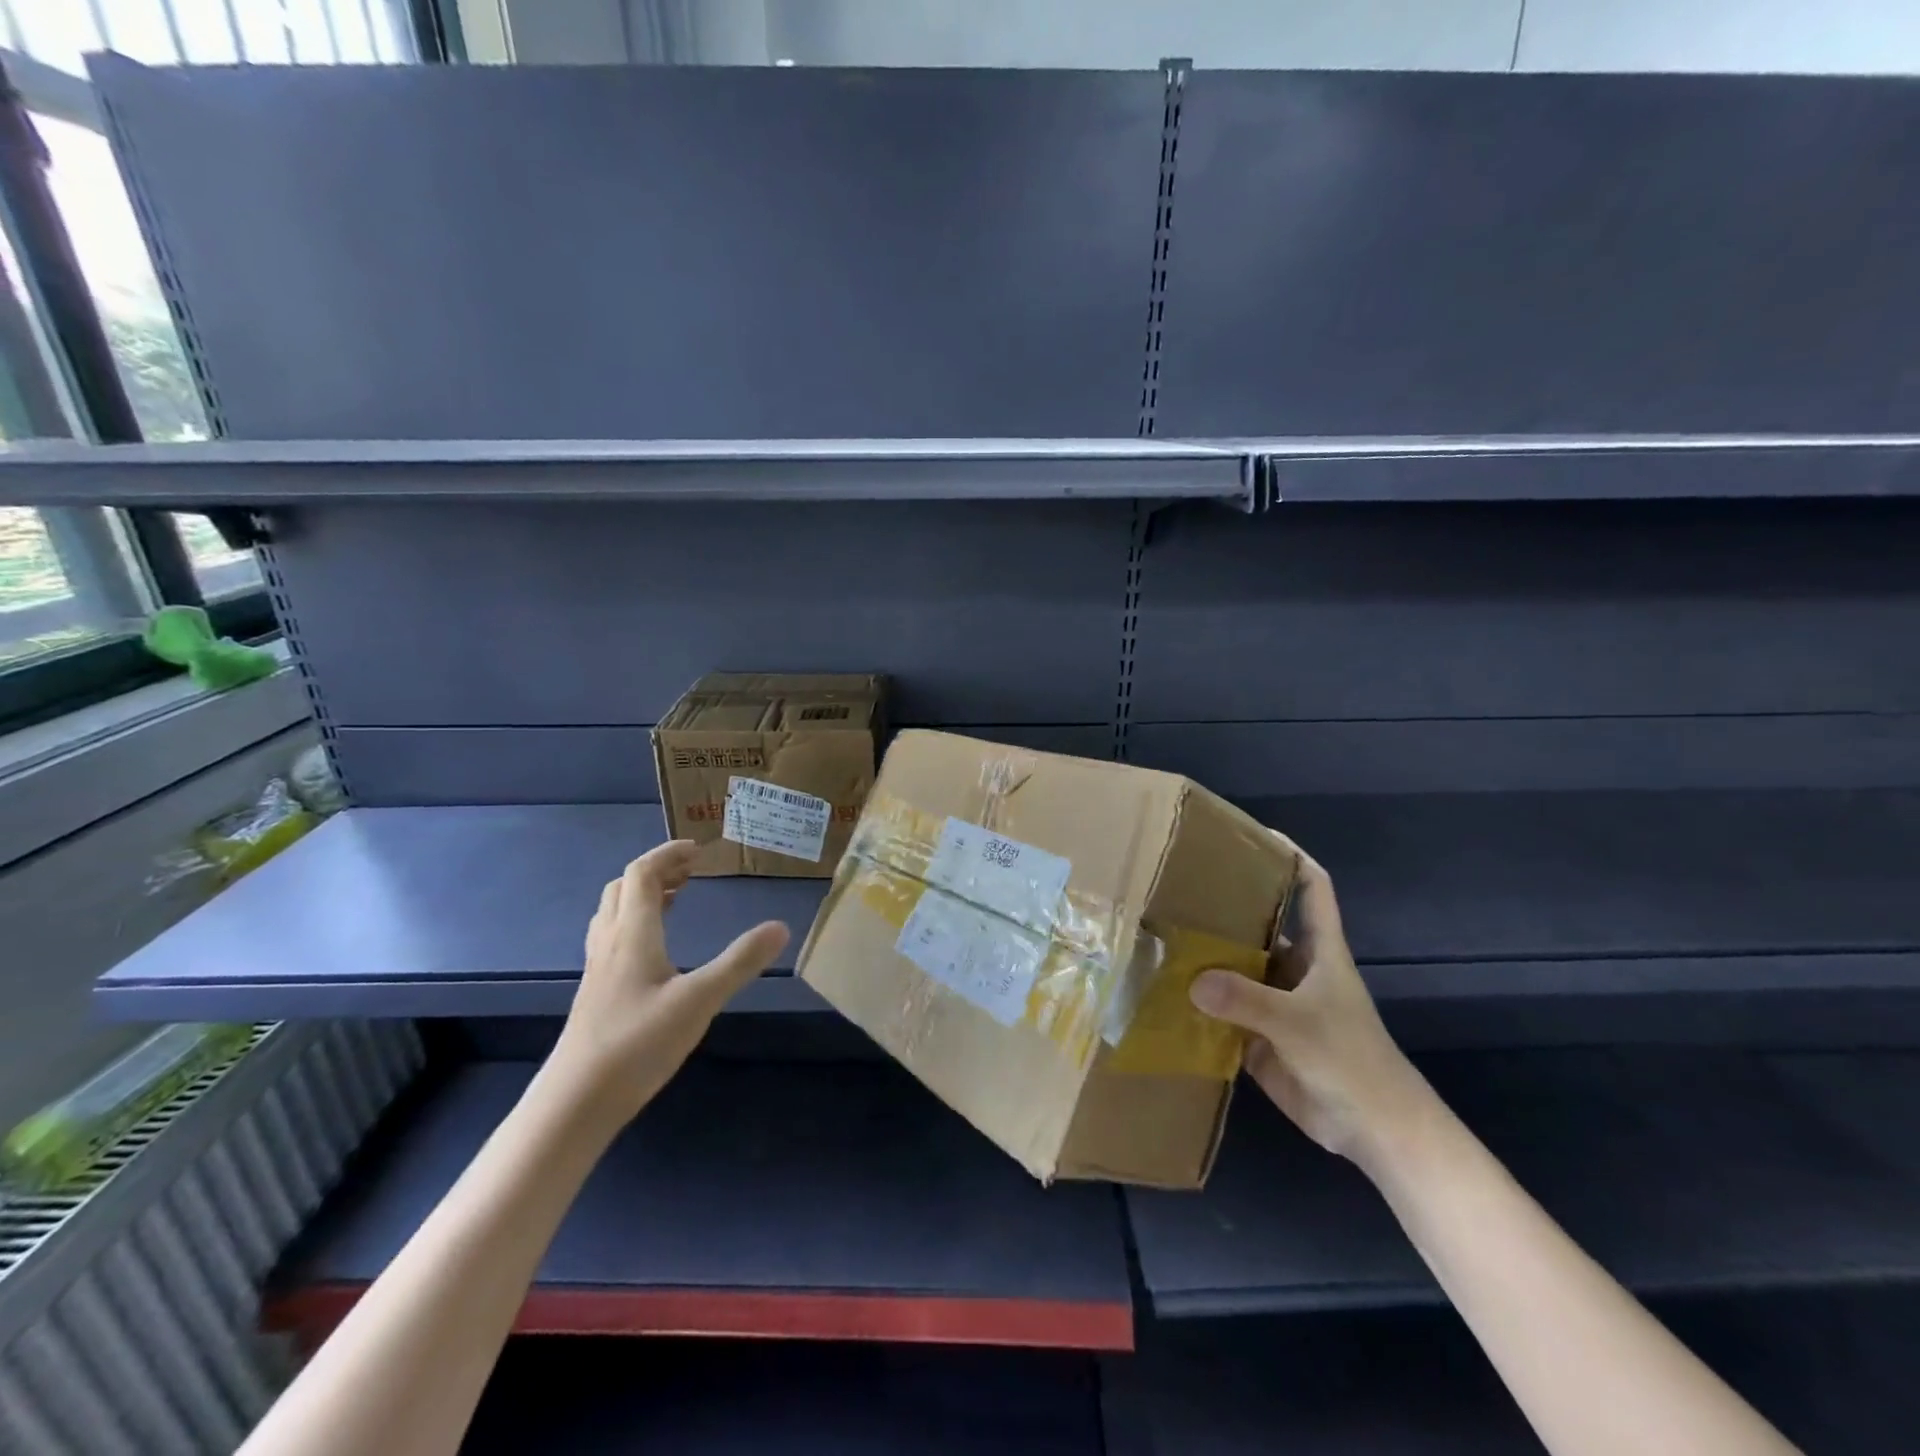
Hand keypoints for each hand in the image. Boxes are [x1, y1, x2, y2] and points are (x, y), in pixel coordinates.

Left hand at [550, 840, 788, 1129]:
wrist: (575, 1102)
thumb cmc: (638, 1044)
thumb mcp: (700, 1000)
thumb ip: (740, 962)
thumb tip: (781, 926)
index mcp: (633, 933)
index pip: (642, 874)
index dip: (667, 855)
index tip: (698, 850)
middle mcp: (610, 942)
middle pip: (623, 888)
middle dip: (656, 871)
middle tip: (691, 873)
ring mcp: (599, 969)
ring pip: (613, 913)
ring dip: (642, 895)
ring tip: (675, 899)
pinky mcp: (596, 992)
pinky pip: (612, 937)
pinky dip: (635, 923)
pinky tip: (655, 950)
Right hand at [1188, 841, 1433, 1167]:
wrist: (1374, 1132)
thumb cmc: (1351, 1062)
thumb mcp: (1299, 1024)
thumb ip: (1247, 1001)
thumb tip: (1191, 980)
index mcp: (1319, 952)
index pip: (1312, 889)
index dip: (1291, 857)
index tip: (1255, 835)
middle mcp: (1294, 969)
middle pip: (1261, 924)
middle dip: (1227, 907)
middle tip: (1180, 887)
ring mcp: (1276, 1003)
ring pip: (1238, 967)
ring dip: (1208, 957)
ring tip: (1162, 934)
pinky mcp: (1260, 1036)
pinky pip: (1225, 1010)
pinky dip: (1200, 1003)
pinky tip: (1165, 993)